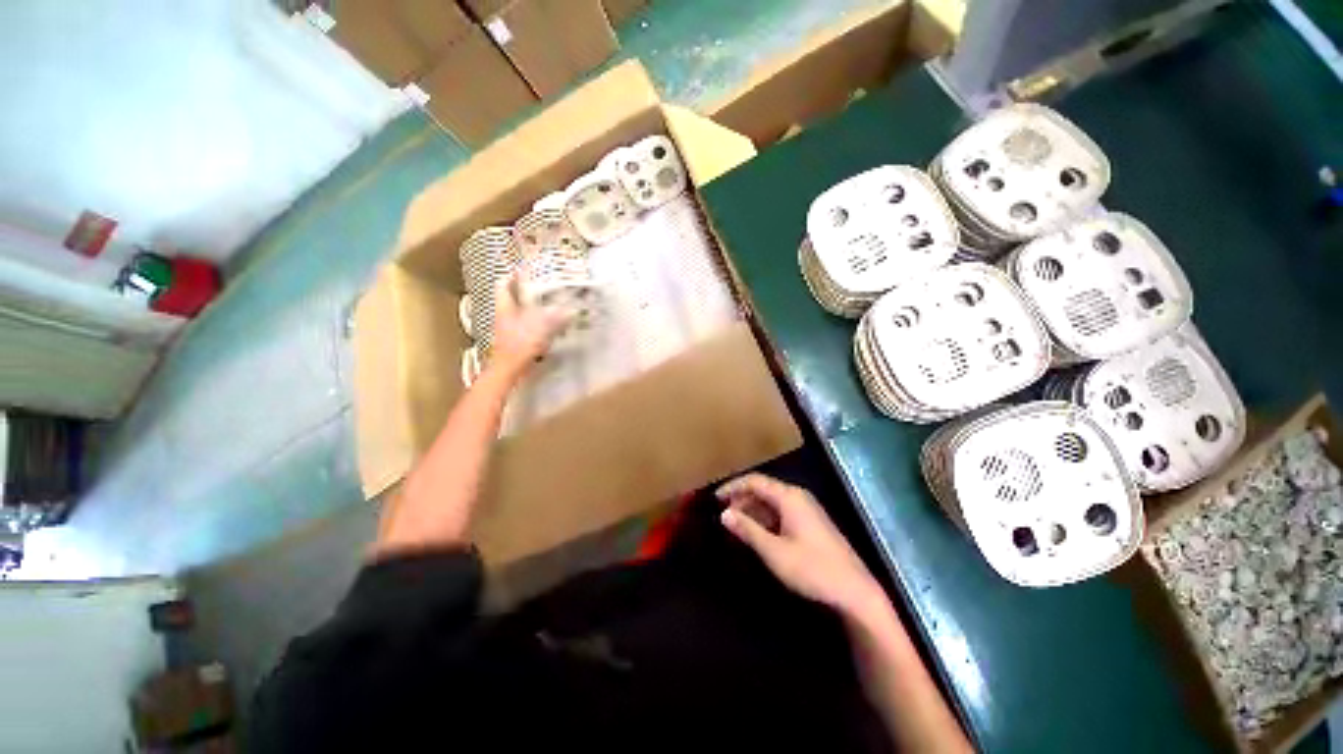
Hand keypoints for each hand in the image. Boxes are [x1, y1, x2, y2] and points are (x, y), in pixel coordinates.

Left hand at [489, 271, 570, 378]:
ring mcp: (509, 327)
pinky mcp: (516, 338)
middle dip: (527, 290)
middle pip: (513, 296)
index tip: (529, 270)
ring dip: (533, 306)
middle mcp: (505, 314)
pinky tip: (549, 323)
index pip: (504, 284)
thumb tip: (571, 310)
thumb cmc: (519, 345)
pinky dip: (536, 321)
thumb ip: (555, 317)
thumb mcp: (539, 328)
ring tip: (550, 302)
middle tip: (544, 286)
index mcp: (505, 306)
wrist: (508, 370)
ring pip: (520, 310)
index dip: (514, 275)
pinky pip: (526, 323)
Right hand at [718, 473, 884, 615]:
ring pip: (772, 502)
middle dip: (742, 499)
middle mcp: (798, 497)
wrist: (855, 592)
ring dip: (753, 510)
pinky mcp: (811, 524)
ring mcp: (806, 510)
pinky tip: (757, 533)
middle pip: (763, 489)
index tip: (715, 498)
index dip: (733, 487)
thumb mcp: (774, 551)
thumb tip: (725, 513)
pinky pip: (781, 513)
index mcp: (789, 497)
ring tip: (736, 525)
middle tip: (724, 515)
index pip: (754, 481)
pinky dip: (765, 519)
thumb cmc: (812, 569)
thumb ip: (748, 529)